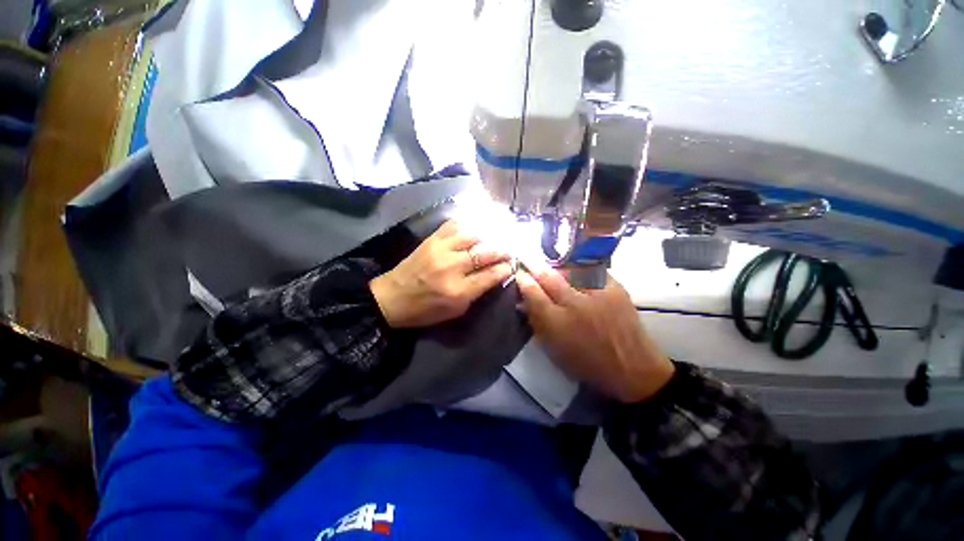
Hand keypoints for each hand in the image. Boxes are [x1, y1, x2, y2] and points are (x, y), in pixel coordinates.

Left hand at [370, 220, 513, 327]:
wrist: (392, 298)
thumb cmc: (425, 310)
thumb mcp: (455, 311)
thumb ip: (476, 293)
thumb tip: (494, 275)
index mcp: (458, 290)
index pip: (490, 275)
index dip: (505, 268)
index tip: (512, 265)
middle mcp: (452, 267)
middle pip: (485, 253)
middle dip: (502, 251)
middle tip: (509, 250)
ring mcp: (440, 250)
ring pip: (472, 236)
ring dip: (487, 236)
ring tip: (494, 238)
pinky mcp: (431, 240)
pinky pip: (453, 225)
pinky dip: (467, 224)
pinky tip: (474, 227)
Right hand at [516, 269, 674, 403]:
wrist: (632, 367)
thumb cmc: (587, 363)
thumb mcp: (553, 349)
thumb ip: (536, 322)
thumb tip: (522, 302)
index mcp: (557, 323)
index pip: (533, 293)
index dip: (523, 280)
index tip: (519, 273)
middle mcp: (575, 304)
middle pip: (549, 276)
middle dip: (534, 265)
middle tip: (527, 258)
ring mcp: (597, 293)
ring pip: (570, 269)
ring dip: (557, 266)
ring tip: (552, 265)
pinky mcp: (615, 287)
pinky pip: (591, 270)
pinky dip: (580, 269)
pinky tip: (576, 271)